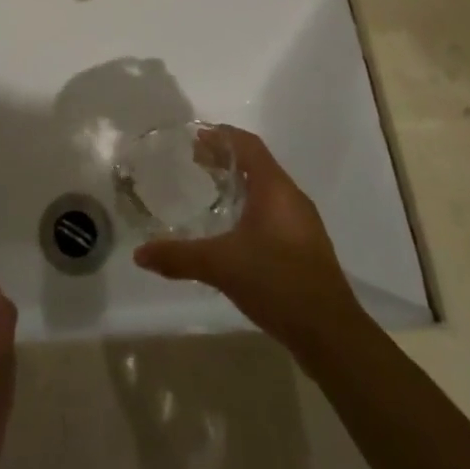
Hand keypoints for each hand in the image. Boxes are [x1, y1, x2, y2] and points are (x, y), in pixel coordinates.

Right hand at [133, 127, 360, 359]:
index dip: (222, 135)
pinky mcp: (304, 247)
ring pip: (266, 188)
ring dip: (239, 182)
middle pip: (257, 163)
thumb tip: (139, 254)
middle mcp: (291, 198)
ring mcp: (302, 223)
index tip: (195, 136)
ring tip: (209, 190)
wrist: (330, 333)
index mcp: (275, 189)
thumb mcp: (221, 266)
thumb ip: (178, 256)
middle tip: (194, 161)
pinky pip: (274, 211)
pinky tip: (233, 229)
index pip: (248, 145)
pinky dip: (250, 205)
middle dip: (226, 158)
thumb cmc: (277, 282)